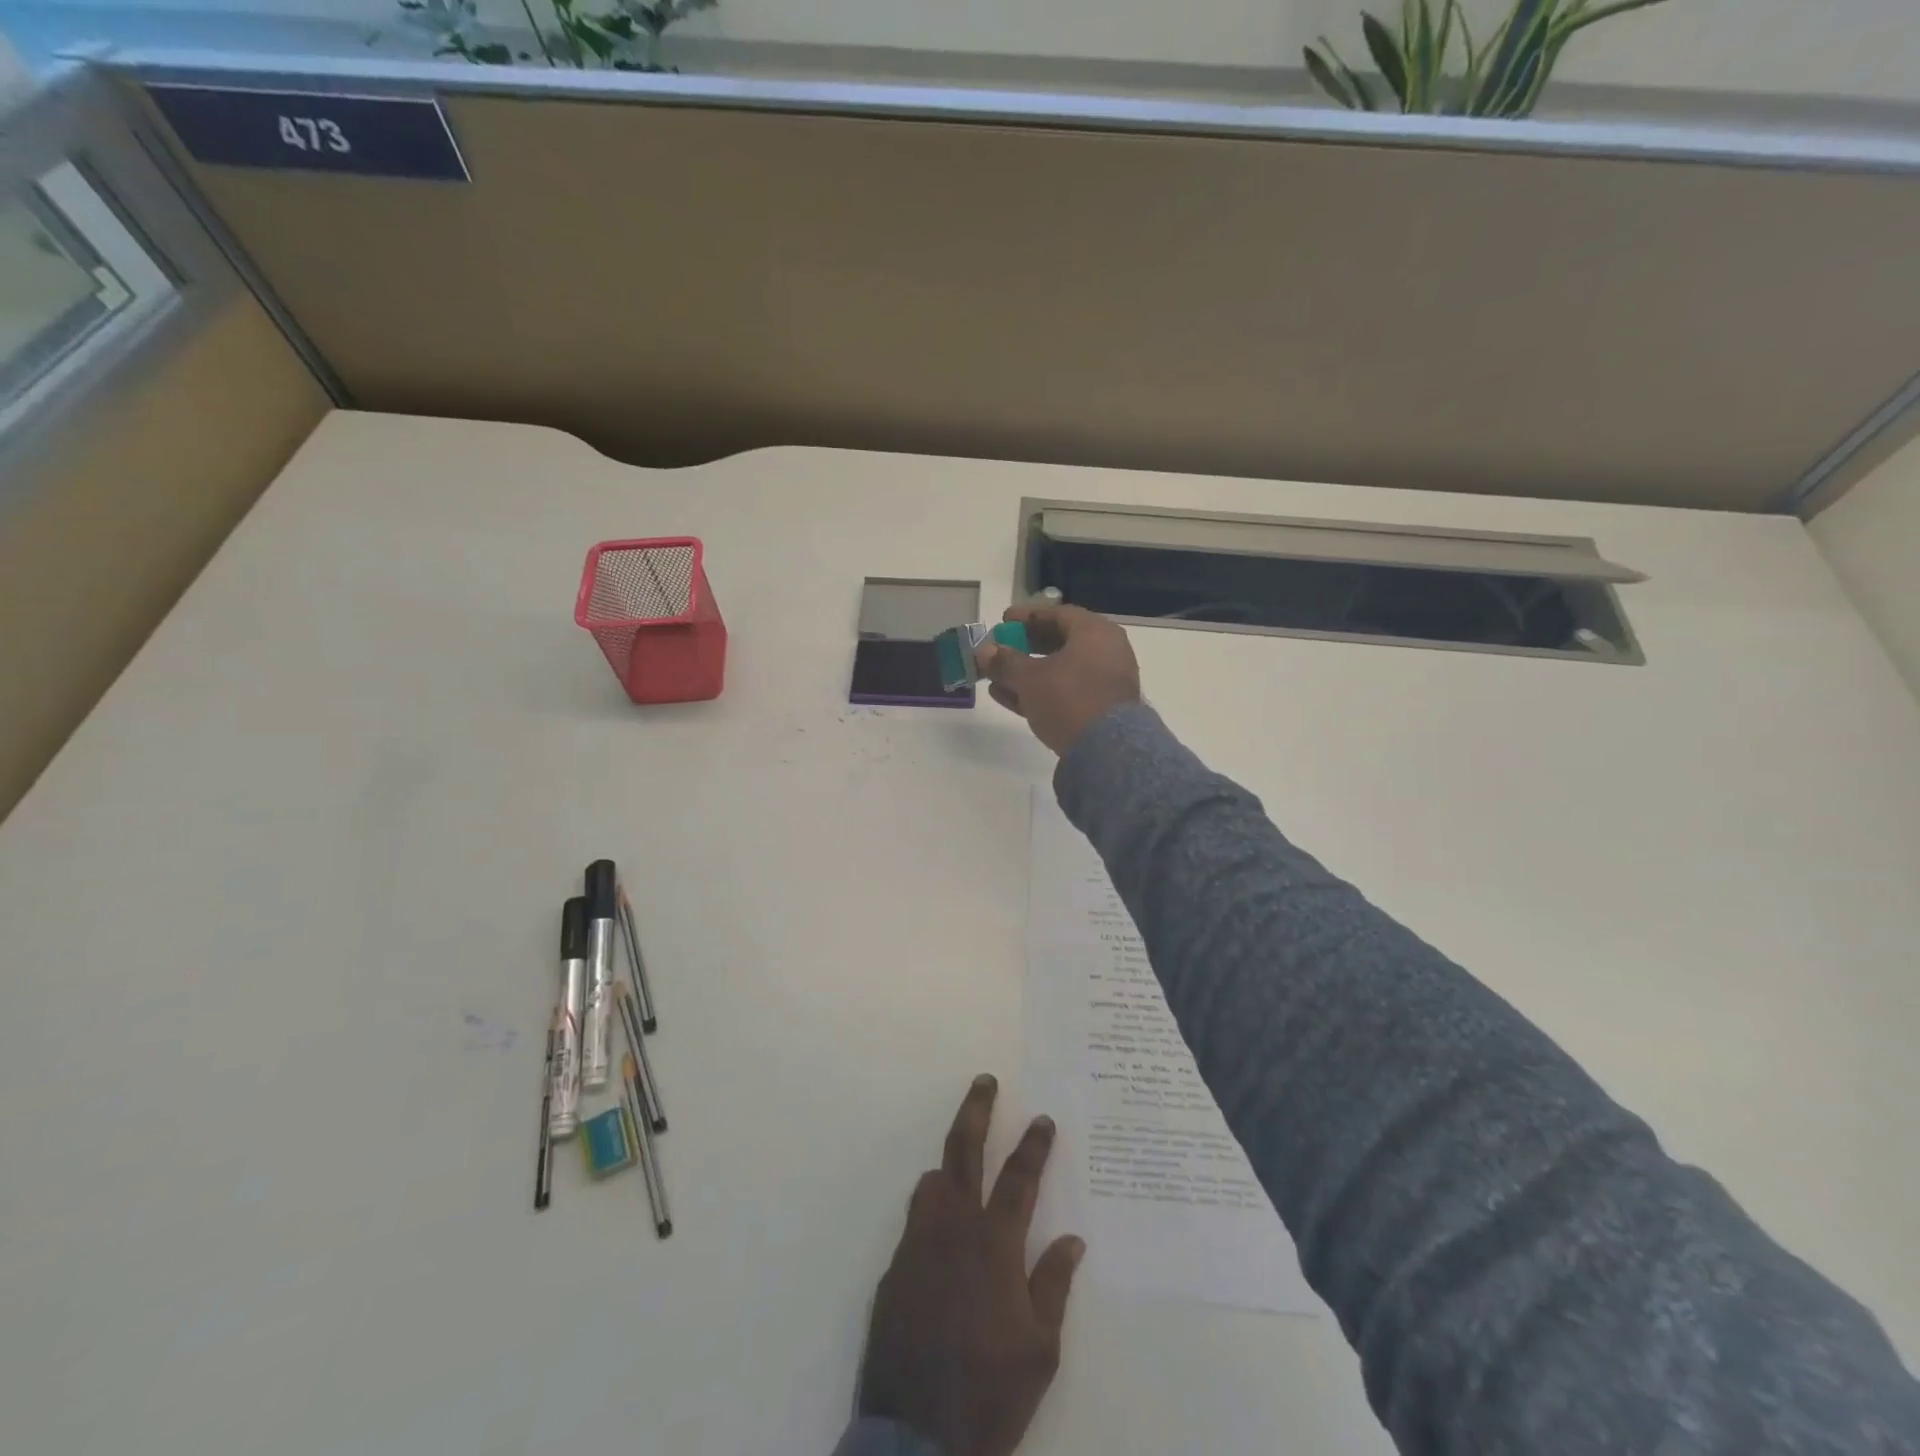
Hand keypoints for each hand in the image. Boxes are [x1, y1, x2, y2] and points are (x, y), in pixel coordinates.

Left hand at [858, 1075, 1084, 1455]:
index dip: (1034, 1145)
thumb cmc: (990, 1393)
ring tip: (961, 1170)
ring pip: (930, 1183)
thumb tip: (1072, 1239)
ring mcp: (917, 1245)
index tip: (1043, 1118)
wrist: (917, 1439)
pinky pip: (914, 1225)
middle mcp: (952, 1229)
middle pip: (962, 1151)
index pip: (1019, 1178)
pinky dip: (931, 1217)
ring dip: (948, 1169)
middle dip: (977, 1110)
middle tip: (984, 1081)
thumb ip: (1053, 1285)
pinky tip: (941, 1241)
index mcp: (994, 1244)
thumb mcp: (1040, 1349)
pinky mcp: (892, 1270)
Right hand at [976, 605, 1141, 755]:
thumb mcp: (1030, 678)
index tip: (1003, 621)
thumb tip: (983, 651)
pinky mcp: (1099, 709)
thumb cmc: (1069, 699)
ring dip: (1027, 672)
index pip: (1057, 614)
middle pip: (1060, 642)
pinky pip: (1066, 691)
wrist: (1108, 750)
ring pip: (1060, 670)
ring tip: (996, 678)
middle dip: (1025, 647)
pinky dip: (1039, 690)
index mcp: (1095, 632)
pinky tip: (1008, 697)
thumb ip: (1005, 662)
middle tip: (999, 650)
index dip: (1027, 617)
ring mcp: (1104, 682)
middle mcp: (1105, 652)